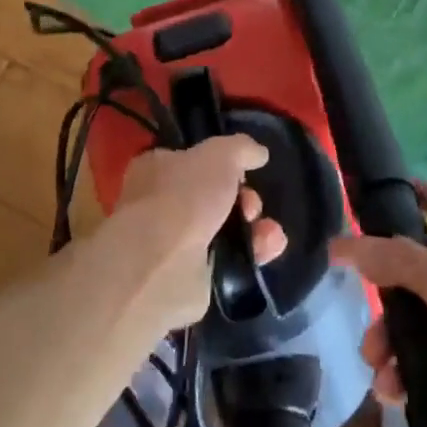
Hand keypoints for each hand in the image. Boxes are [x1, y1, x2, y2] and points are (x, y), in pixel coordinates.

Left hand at [112, 138, 286, 328]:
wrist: (162, 266)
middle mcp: (161, 205)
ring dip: (255, 228)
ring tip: (269, 233)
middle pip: (216, 197)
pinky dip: (252, 254)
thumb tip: (258, 153)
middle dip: (244, 199)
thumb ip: (241, 148)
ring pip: (226, 230)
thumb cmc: (184, 197)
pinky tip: (269, 249)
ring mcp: (174, 244)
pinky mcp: (190, 278)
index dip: (223, 164)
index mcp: (157, 169)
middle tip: (251, 206)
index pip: (192, 160)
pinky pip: (229, 261)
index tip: (244, 172)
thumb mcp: (220, 154)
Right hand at [332, 182, 426, 426]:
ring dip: (397, 344)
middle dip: (388, 300)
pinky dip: (416, 373)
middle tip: (367, 334)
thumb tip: (341, 242)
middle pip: (423, 271)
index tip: (365, 203)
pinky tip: (398, 395)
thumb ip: (396, 260)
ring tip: (381, 377)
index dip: (407, 196)